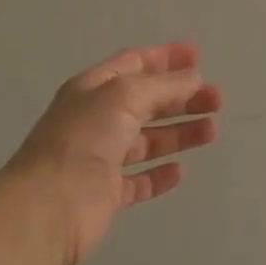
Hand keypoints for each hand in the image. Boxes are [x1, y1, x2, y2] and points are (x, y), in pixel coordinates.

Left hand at [5, 43, 221, 264]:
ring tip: (211, 131)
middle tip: (217, 100)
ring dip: (179, 133)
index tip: (199, 56)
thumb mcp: (126, 96)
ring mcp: (101, 158)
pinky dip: (159, 175)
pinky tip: (180, 170)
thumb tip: (193, 78)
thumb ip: (163, 85)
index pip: (134, 63)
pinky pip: (139, 180)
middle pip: (147, 102)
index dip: (166, 57)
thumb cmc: (84, 139)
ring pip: (148, 140)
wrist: (48, 207)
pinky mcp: (106, 193)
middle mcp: (97, 119)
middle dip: (183, 97)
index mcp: (95, 88)